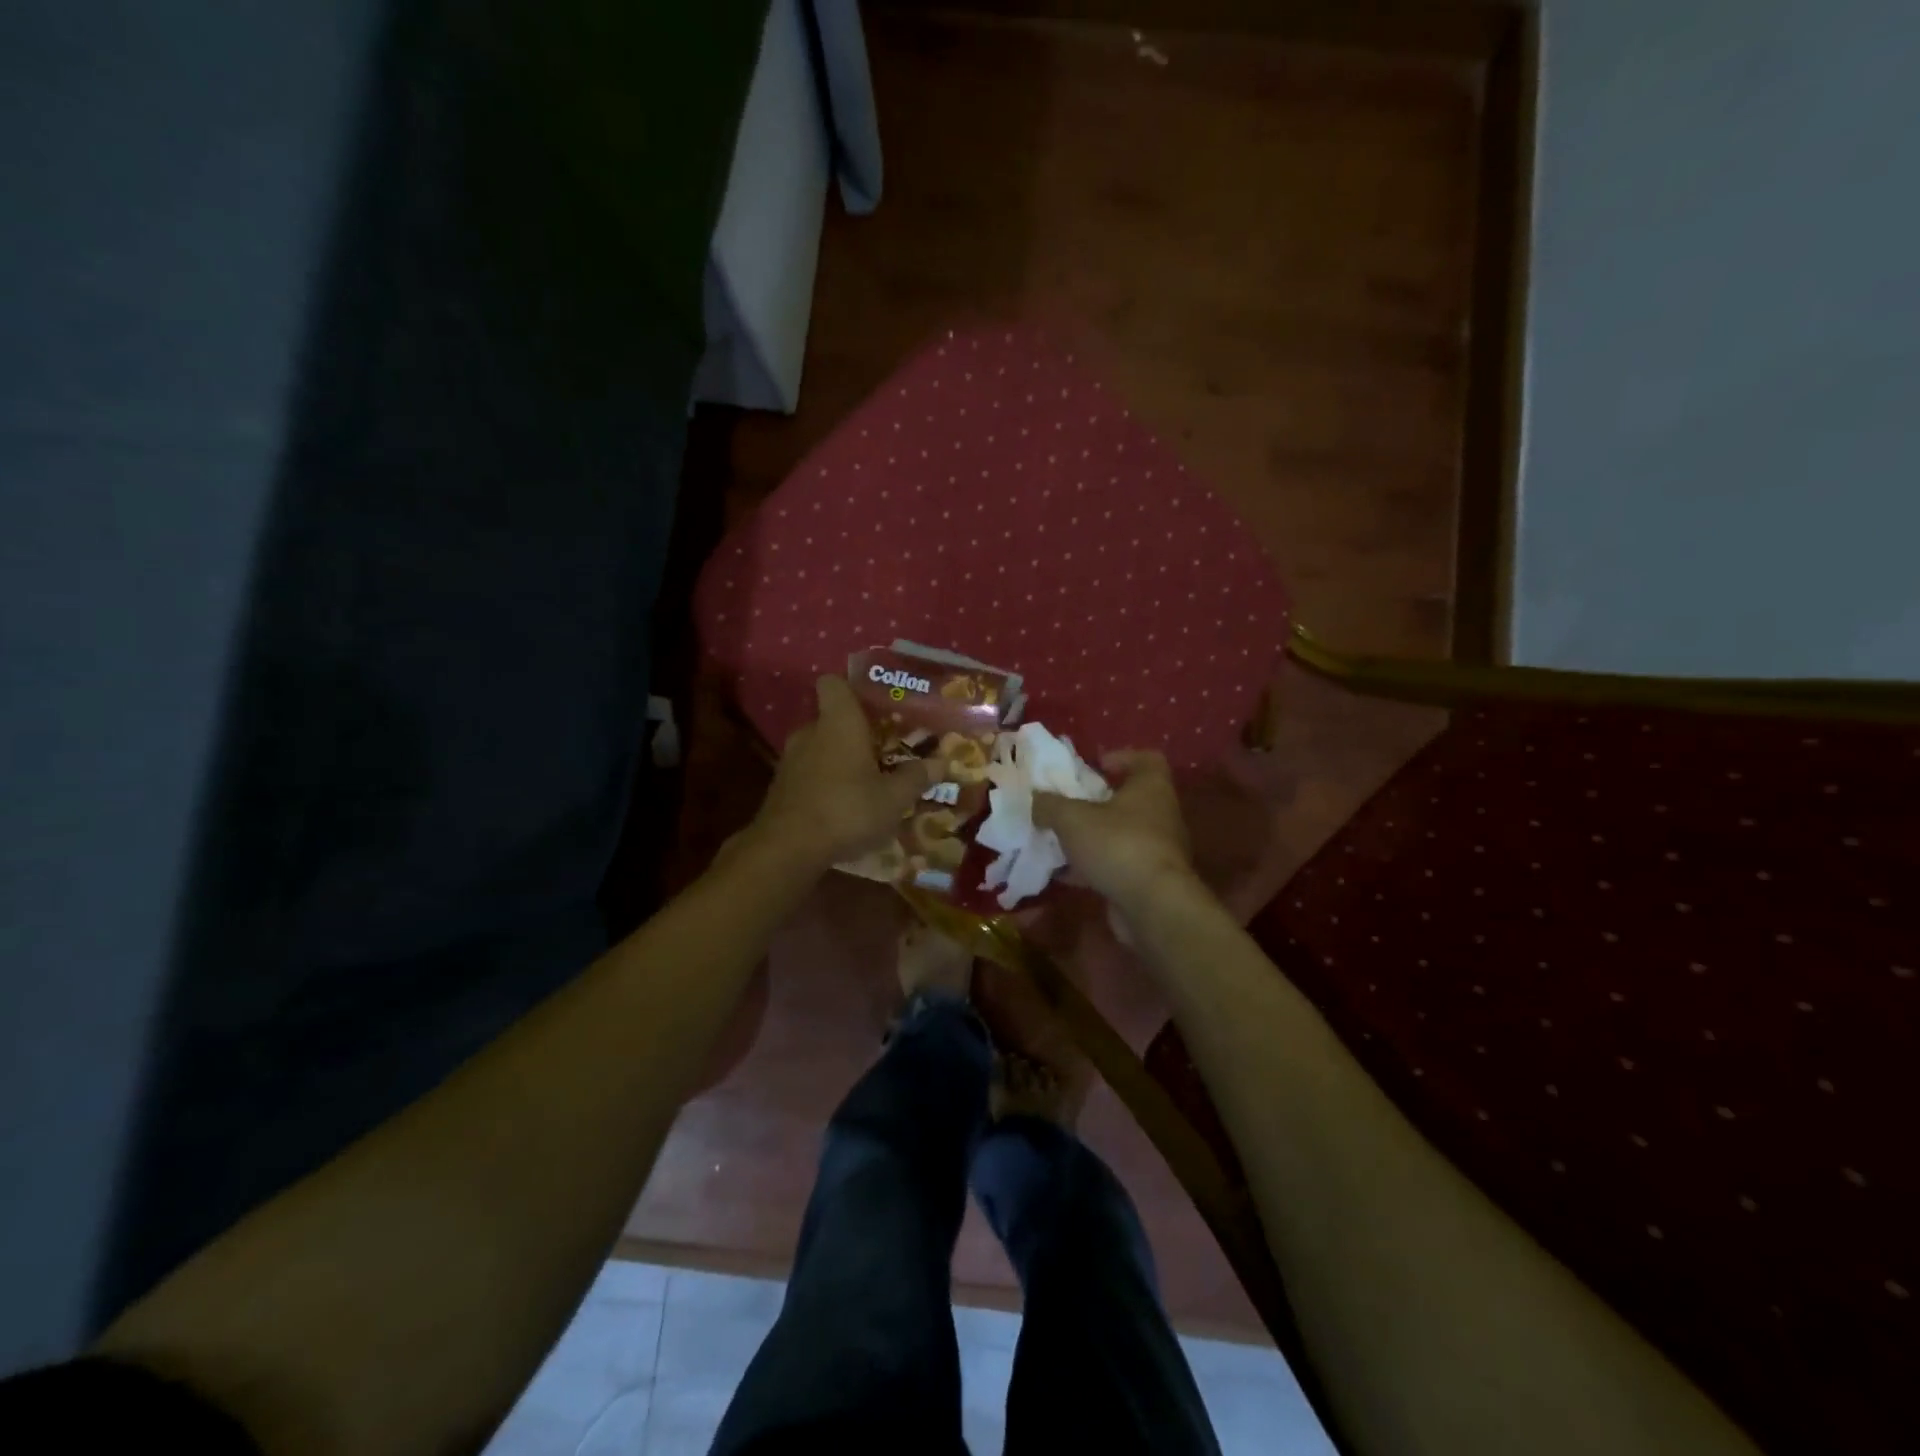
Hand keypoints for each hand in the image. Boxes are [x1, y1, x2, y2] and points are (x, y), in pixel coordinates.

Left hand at [750, 677, 939, 867]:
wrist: (788, 848)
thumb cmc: (847, 809)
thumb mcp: (893, 798)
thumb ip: (915, 777)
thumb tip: (940, 762)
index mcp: (838, 722)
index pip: (834, 683)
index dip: (852, 688)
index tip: (875, 705)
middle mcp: (810, 732)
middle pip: (832, 718)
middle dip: (856, 732)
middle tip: (885, 748)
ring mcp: (790, 760)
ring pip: (820, 747)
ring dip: (841, 760)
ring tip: (868, 780)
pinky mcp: (781, 787)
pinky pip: (809, 773)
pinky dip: (826, 782)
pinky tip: (845, 805)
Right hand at [1033, 750, 1200, 913]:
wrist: (1152, 906)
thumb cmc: (1117, 845)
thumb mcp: (1072, 818)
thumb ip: (1049, 805)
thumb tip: (1035, 799)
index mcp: (1151, 787)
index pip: (1147, 759)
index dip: (1121, 757)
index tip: (1094, 766)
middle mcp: (1160, 814)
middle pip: (1129, 798)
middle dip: (1096, 801)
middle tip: (1066, 804)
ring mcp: (1156, 849)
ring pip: (1119, 834)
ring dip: (1090, 836)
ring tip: (1058, 839)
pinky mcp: (1147, 880)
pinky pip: (1115, 864)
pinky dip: (1091, 866)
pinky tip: (1062, 873)